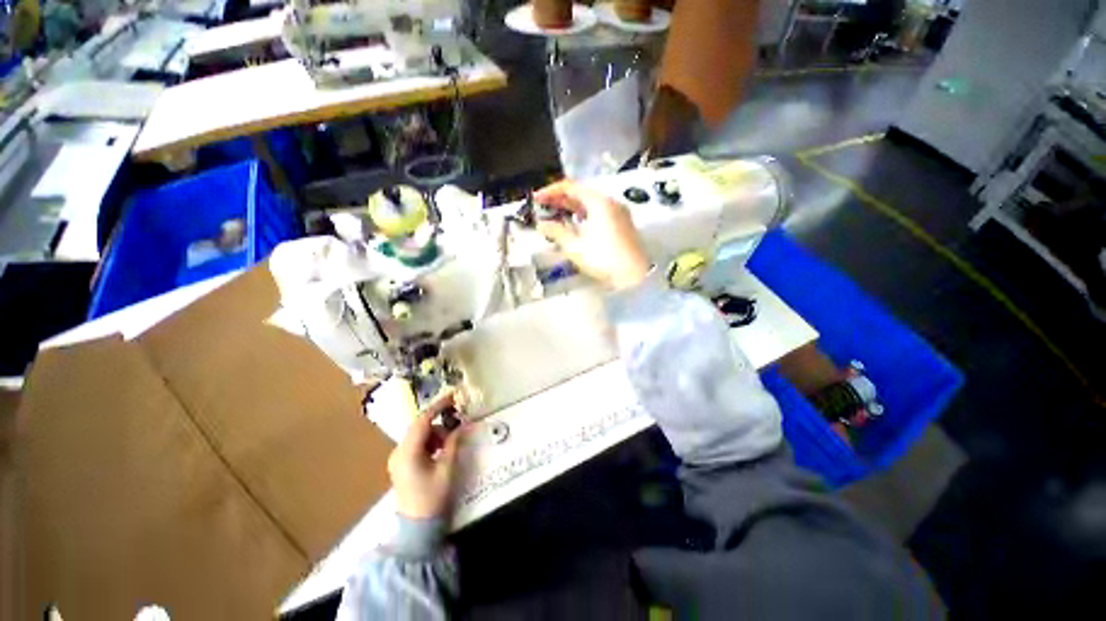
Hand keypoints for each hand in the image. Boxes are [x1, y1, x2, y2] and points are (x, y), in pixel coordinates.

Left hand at [387, 391, 461, 519]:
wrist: (417, 528)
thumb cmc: (432, 497)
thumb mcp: (446, 468)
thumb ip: (453, 443)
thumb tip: (462, 424)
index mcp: (407, 452)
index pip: (423, 420)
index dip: (438, 406)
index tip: (453, 396)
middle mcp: (398, 451)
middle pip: (419, 426)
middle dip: (439, 420)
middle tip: (457, 417)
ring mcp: (398, 458)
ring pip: (418, 434)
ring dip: (435, 432)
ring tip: (450, 440)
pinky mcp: (402, 464)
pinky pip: (417, 444)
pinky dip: (430, 441)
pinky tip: (441, 449)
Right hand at [534, 181, 650, 289]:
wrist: (634, 276)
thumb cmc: (603, 259)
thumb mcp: (575, 246)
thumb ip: (556, 232)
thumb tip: (542, 224)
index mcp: (599, 202)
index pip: (570, 187)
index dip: (550, 191)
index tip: (536, 199)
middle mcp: (610, 202)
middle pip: (581, 193)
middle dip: (560, 199)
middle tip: (543, 207)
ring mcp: (619, 213)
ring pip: (590, 203)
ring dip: (572, 207)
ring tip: (555, 214)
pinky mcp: (622, 224)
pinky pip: (599, 212)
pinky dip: (584, 215)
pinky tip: (575, 224)